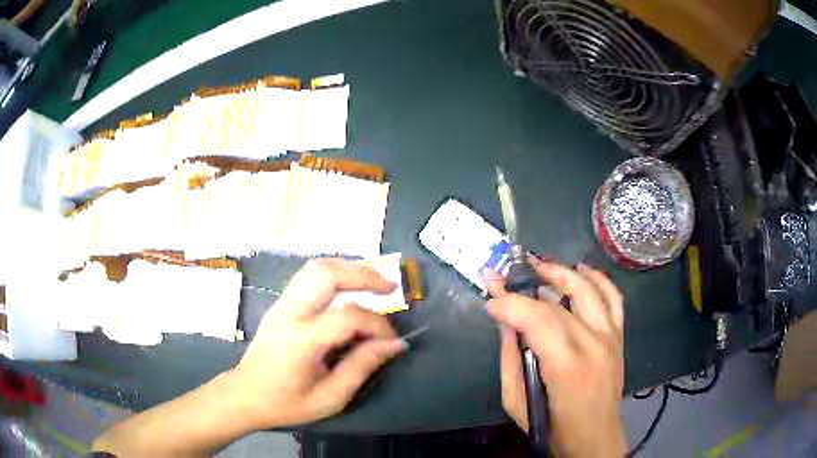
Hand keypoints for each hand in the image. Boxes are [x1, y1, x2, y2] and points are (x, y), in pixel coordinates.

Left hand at [230, 258, 406, 428]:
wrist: (245, 395)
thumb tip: (394, 344)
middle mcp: (290, 312)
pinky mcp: (280, 304)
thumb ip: (362, 367)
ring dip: (348, 269)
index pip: (348, 316)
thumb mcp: (330, 397)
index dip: (378, 325)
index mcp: (302, 340)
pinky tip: (348, 288)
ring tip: (372, 283)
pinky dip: (334, 274)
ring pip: (316, 267)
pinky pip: (308, 276)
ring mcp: (281, 304)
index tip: (392, 341)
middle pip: (327, 274)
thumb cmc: (286, 403)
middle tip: (390, 288)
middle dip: (364, 275)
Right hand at [483, 258, 626, 456]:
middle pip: (559, 301)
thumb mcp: (516, 401)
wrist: (594, 437)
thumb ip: (510, 359)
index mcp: (566, 365)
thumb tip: (504, 324)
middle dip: (527, 283)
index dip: (510, 304)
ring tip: (538, 266)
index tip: (489, 301)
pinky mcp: (618, 336)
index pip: (538, 319)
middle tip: (504, 276)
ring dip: (562, 272)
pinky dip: (598, 279)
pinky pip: (613, 298)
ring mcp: (610, 336)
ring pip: (589, 289)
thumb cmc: (552, 426)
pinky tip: (581, 270)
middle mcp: (593, 343)